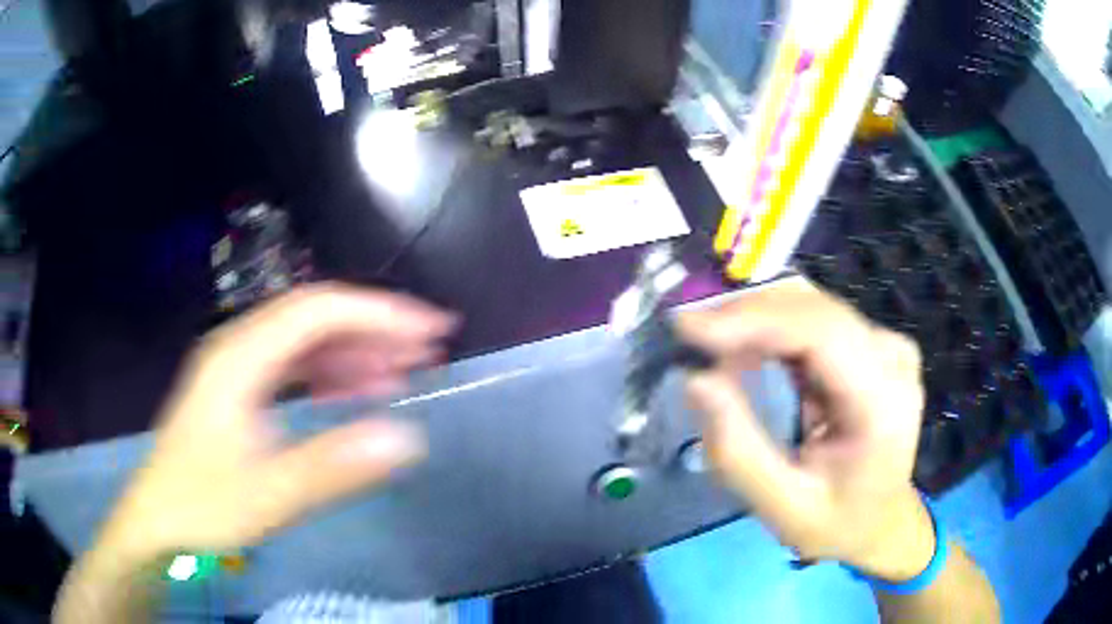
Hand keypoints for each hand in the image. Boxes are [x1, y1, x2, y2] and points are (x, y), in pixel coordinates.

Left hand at [95, 284, 455, 562]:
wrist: (157, 521)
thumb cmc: (202, 506)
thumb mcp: (266, 494)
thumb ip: (332, 466)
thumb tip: (407, 439)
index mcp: (239, 358)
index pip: (317, 311)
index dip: (377, 312)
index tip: (429, 328)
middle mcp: (238, 348)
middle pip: (314, 318)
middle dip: (375, 328)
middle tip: (428, 349)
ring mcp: (237, 368)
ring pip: (304, 342)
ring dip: (355, 352)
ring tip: (403, 373)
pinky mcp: (239, 391)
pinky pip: (292, 368)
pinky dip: (329, 375)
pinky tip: (354, 395)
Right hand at [678, 278, 933, 580]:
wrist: (881, 521)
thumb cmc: (837, 523)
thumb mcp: (783, 507)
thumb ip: (738, 451)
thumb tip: (697, 380)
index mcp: (884, 402)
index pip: (822, 333)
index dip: (754, 319)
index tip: (688, 327)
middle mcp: (892, 357)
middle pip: (814, 310)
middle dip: (746, 315)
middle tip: (688, 336)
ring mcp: (886, 343)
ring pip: (811, 306)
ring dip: (756, 320)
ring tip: (710, 345)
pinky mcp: (872, 342)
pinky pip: (814, 319)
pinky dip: (772, 328)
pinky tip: (744, 349)